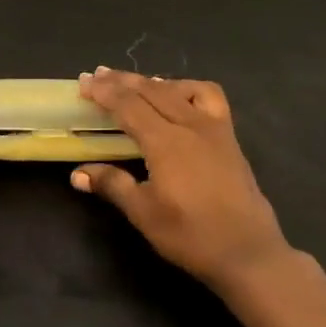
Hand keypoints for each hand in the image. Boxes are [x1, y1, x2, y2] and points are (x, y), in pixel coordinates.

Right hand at [71, 68, 290, 291]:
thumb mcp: (144, 213)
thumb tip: (78, 174)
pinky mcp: (229, 136)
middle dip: (122, 80)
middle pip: (151, 90)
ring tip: (134, 84)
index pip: (128, 105)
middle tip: (98, 74)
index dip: (104, 92)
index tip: (83, 82)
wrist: (248, 252)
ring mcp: (214, 127)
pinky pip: (208, 96)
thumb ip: (112, 185)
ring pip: (179, 88)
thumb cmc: (191, 235)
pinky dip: (187, 88)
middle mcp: (189, 124)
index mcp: (165, 142)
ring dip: (152, 82)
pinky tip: (178, 97)